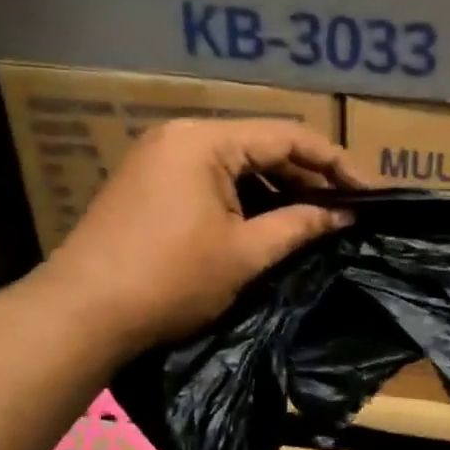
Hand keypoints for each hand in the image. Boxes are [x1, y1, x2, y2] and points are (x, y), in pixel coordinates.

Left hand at [40, 119, 359, 355]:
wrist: (81, 313)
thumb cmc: (170, 279)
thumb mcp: (245, 253)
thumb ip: (299, 225)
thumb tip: (344, 215)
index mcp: (205, 140)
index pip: (286, 136)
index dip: (334, 162)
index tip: (367, 191)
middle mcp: (180, 135)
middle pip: (260, 145)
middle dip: (304, 177)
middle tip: (343, 209)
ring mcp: (159, 157)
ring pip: (234, 163)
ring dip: (274, 188)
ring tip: (311, 218)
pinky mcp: (147, 182)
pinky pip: (209, 178)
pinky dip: (242, 197)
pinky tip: (265, 222)